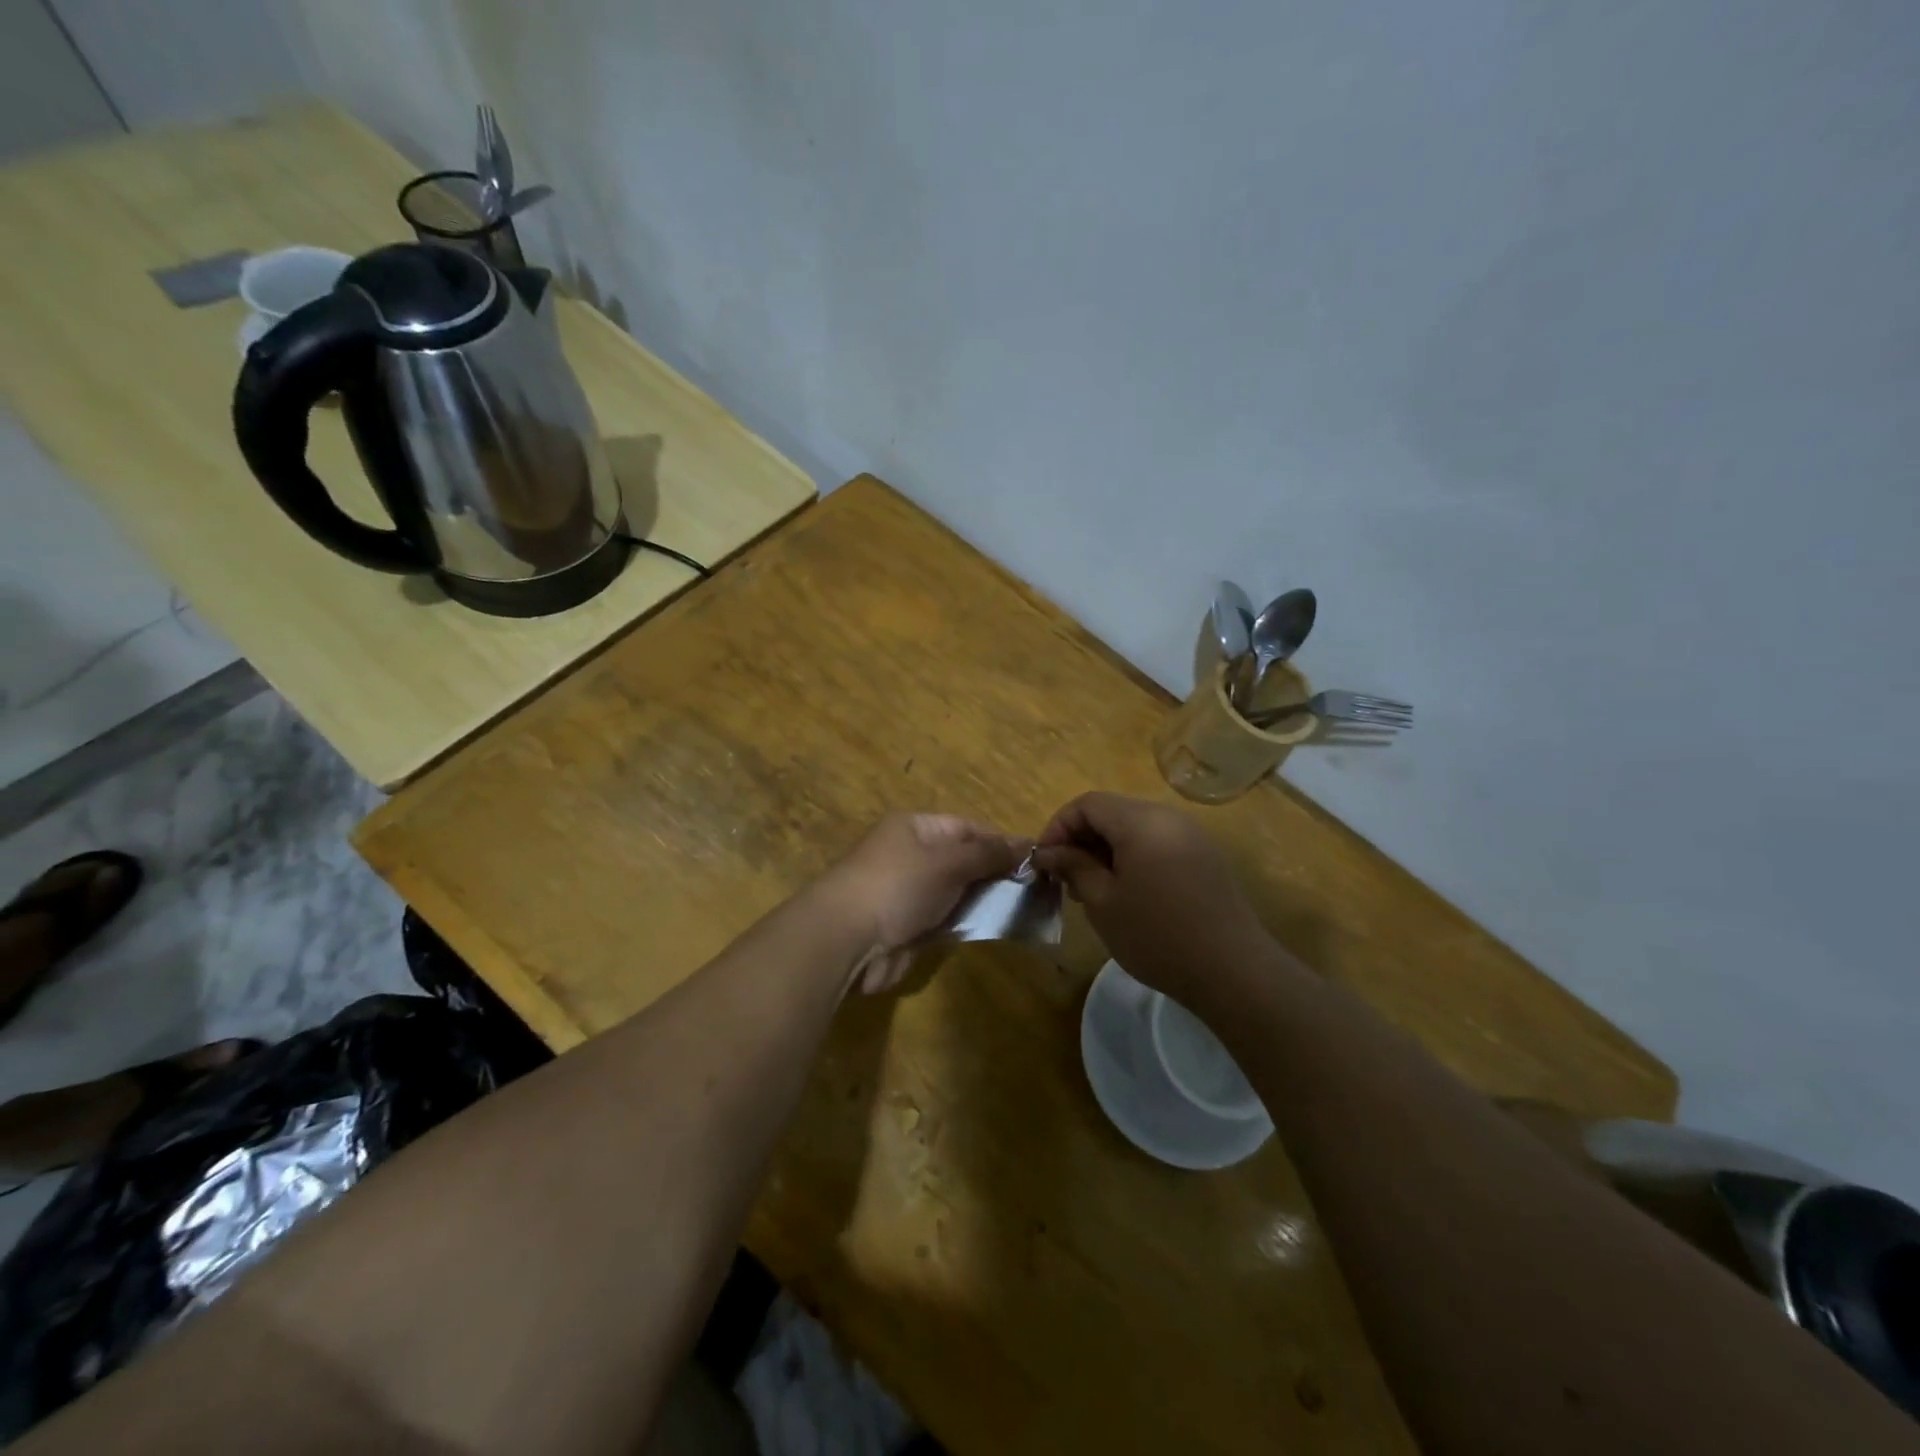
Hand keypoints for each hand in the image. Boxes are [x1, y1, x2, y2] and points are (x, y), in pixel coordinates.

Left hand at [821, 813, 1026, 994]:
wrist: (847, 938)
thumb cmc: (899, 885)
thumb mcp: (949, 861)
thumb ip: (989, 854)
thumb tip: (1027, 844)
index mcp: (915, 828)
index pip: (967, 827)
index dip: (1000, 841)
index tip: (1034, 859)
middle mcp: (911, 855)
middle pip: (962, 860)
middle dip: (995, 873)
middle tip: (1034, 888)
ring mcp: (908, 892)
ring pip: (956, 892)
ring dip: (983, 900)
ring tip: (1023, 909)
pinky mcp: (907, 926)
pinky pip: (945, 919)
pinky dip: (966, 922)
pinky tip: (992, 927)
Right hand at [1031, 792, 1272, 1012]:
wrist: (1233, 971)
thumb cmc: (1157, 936)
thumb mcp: (1103, 902)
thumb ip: (1073, 866)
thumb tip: (1048, 851)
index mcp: (1141, 821)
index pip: (1087, 803)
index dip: (1059, 826)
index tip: (1045, 861)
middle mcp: (1168, 817)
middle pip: (1112, 811)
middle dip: (1082, 838)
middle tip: (1066, 879)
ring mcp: (1191, 835)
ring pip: (1135, 827)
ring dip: (1106, 849)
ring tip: (1093, 889)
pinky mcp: (1205, 857)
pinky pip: (1158, 842)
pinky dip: (1133, 857)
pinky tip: (1128, 893)